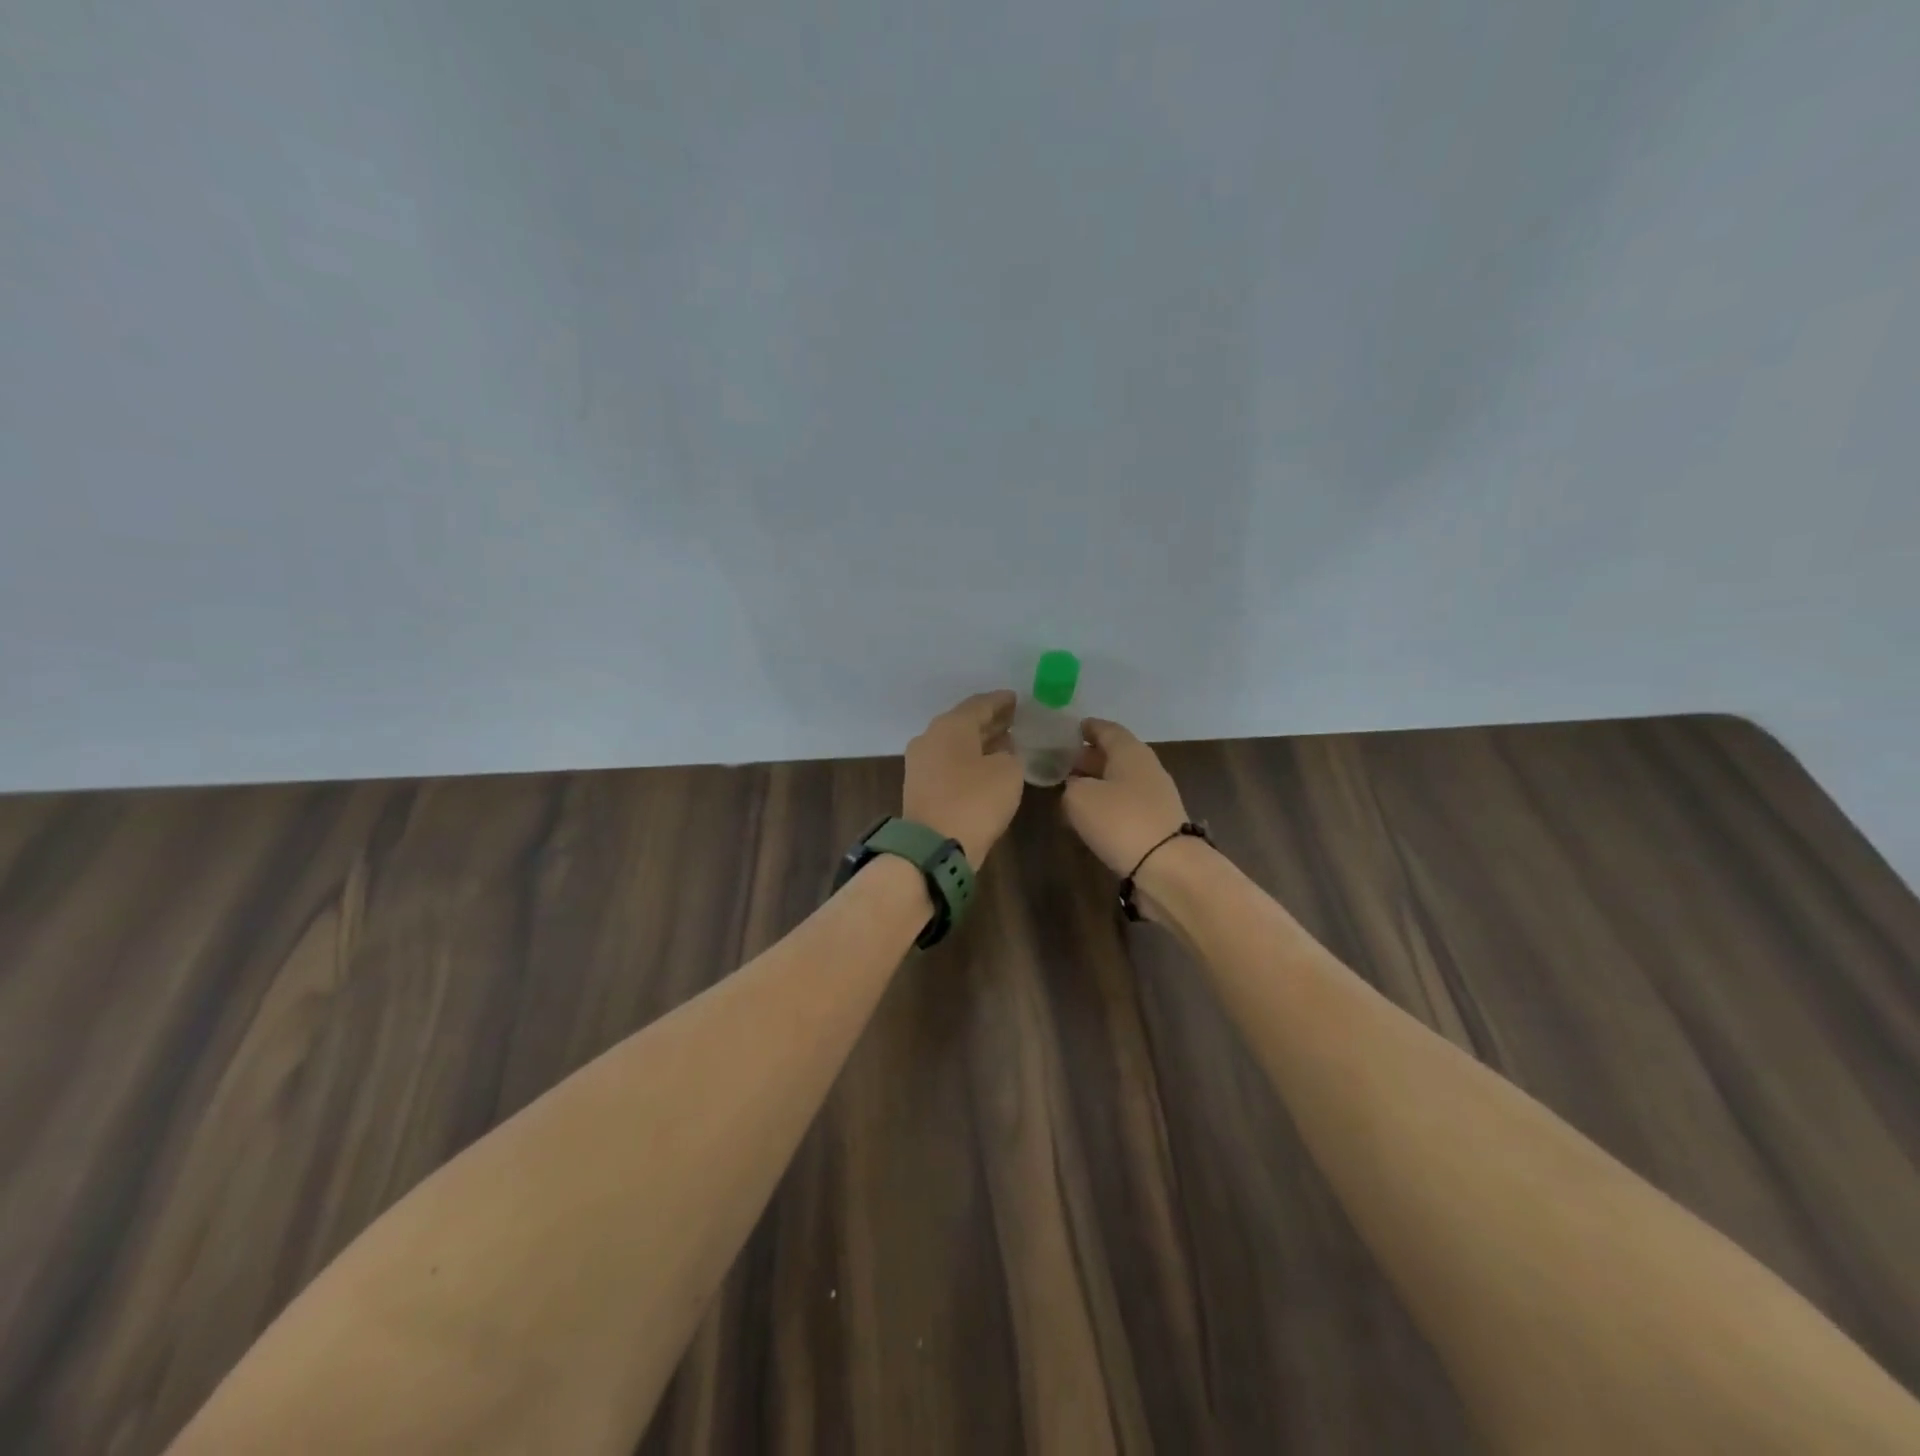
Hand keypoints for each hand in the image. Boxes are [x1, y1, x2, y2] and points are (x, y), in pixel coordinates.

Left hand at [903, 690, 1024, 866]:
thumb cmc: (975, 801)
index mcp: (950, 725)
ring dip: (980, 742)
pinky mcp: (920, 788)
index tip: (1017, 699)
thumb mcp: (1008, 772)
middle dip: (990, 721)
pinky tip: (987, 767)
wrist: (934, 847)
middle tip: (1014, 719)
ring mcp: (921, 764)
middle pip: (964, 723)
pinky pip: (949, 764)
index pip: (980, 704)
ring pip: (956, 744)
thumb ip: (1009, 754)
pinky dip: (969, 761)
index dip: (1001, 701)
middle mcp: (930, 738)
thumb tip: (1001, 753)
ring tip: (1005, 742)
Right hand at [1062, 718, 1190, 875]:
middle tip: (1062, 762)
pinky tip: (1089, 817)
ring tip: (1070, 790)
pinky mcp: (1156, 823)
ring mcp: (1155, 797)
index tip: (1071, 729)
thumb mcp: (1079, 798)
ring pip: (1120, 781)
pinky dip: (1107, 805)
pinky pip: (1125, 804)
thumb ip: (1071, 786)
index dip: (1088, 728)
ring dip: (1097, 783)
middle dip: (1088, 757)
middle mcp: (1146, 768)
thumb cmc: (1120, 821)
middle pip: (1114, 755)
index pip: (1107, 730)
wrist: (1167, 867)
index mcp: (1130, 752)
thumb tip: (1076, 787)